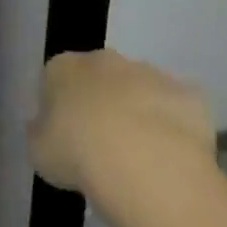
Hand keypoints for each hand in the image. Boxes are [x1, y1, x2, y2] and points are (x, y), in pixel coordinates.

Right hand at [28, 49, 216, 218]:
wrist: (144, 165)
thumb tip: (44, 128)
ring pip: (140, 90)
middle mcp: (104, 60)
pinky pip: (178, 110)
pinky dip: (175, 127)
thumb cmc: (78, 154)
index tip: (66, 136)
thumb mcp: (39, 152)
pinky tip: (172, 157)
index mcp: (63, 67)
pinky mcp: (188, 95)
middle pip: (100, 78)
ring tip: (141, 156)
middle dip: (102, 102)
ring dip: (139, 113)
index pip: (55, 78)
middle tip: (104, 144)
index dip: (61, 107)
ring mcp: (149, 74)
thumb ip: (40, 133)